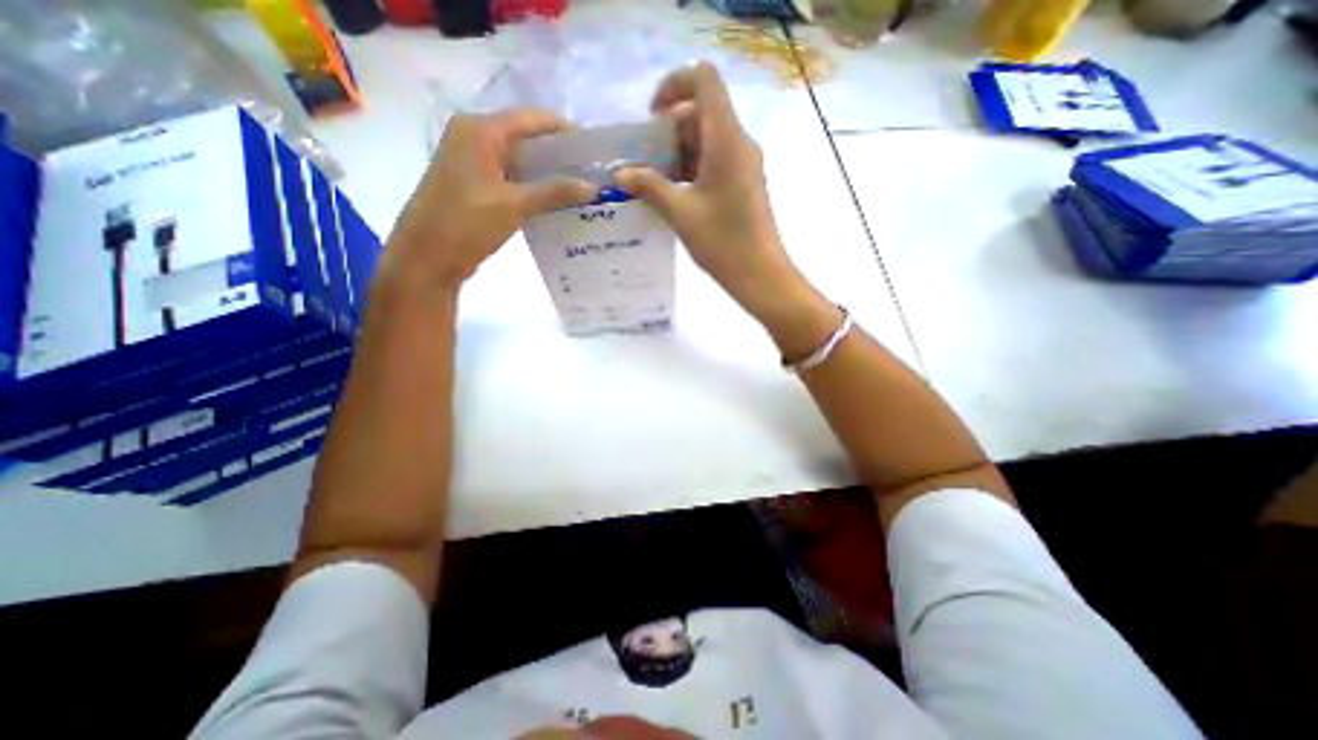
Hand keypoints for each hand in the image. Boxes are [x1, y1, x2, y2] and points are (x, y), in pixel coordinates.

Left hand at [373, 110, 594, 295]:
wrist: (427, 258)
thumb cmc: (465, 223)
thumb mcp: (513, 205)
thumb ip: (554, 192)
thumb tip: (592, 187)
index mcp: (481, 130)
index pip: (533, 119)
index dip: (566, 133)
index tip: (595, 153)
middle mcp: (476, 137)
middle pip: (528, 139)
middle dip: (561, 157)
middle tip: (593, 175)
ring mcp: (475, 163)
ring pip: (522, 162)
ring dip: (550, 176)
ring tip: (582, 190)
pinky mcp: (477, 186)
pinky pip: (513, 179)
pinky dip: (535, 189)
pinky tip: (559, 204)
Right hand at [617, 61, 802, 316]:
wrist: (760, 274)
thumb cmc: (723, 242)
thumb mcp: (681, 214)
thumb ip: (650, 187)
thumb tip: (622, 174)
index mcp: (726, 140)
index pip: (704, 80)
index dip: (674, 85)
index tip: (652, 119)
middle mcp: (740, 143)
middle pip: (702, 111)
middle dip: (670, 130)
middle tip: (647, 161)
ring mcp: (745, 163)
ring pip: (708, 138)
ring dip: (679, 153)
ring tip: (656, 183)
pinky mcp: (745, 182)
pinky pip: (716, 159)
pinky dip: (693, 168)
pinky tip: (675, 195)